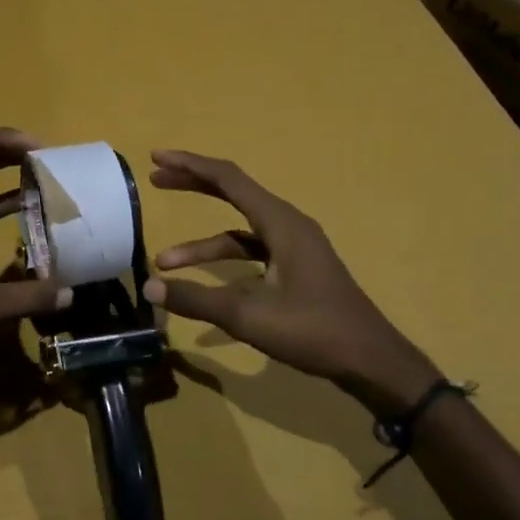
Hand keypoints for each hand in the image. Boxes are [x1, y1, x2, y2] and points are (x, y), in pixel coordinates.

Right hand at [143, 149, 439, 415]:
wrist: (370, 360)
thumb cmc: (312, 330)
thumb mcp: (247, 316)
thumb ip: (196, 299)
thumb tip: (149, 288)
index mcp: (281, 223)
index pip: (228, 179)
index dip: (190, 165)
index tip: (157, 159)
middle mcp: (288, 225)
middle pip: (234, 194)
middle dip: (194, 186)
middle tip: (156, 182)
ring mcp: (294, 248)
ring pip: (239, 231)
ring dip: (202, 245)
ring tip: (164, 260)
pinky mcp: (296, 269)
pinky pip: (252, 253)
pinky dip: (225, 263)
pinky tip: (204, 286)